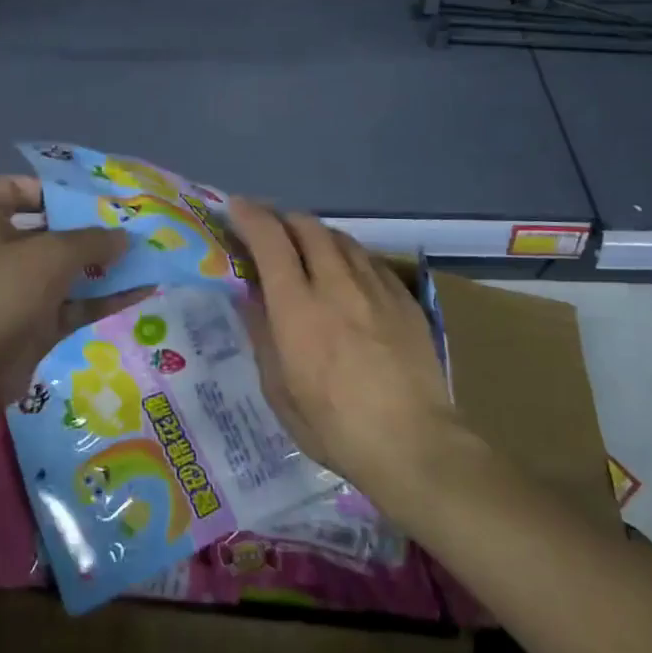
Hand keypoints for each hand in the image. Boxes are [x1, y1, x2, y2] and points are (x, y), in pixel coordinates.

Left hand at [0, 175, 149, 417]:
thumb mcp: (45, 257)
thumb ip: (88, 242)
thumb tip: (122, 236)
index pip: (12, 191)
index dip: (47, 189)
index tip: (86, 196)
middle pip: (47, 234)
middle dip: (87, 231)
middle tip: (131, 227)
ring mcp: (15, 298)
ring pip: (64, 276)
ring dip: (103, 267)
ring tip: (146, 257)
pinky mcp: (31, 333)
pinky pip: (73, 309)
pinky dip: (104, 300)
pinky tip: (141, 290)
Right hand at [229, 199, 465, 489]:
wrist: (416, 445)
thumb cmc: (334, 427)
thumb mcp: (279, 390)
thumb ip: (262, 335)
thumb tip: (251, 298)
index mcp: (297, 307)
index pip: (270, 239)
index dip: (250, 216)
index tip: (236, 208)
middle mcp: (336, 284)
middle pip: (307, 226)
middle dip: (282, 219)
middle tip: (269, 230)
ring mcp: (375, 288)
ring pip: (340, 238)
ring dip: (315, 235)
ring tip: (306, 249)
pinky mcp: (404, 298)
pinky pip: (369, 260)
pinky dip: (347, 256)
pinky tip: (347, 275)